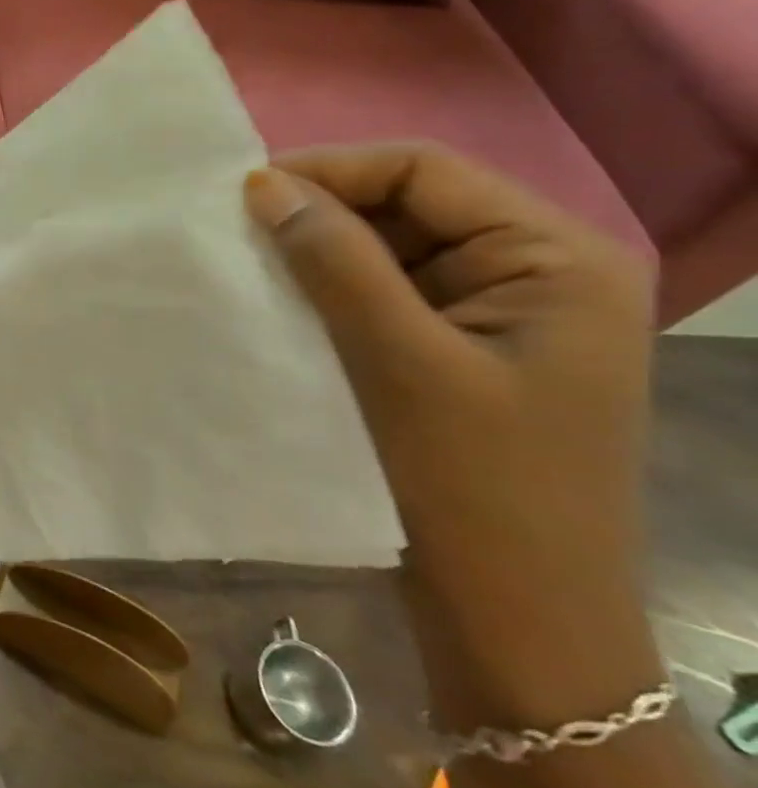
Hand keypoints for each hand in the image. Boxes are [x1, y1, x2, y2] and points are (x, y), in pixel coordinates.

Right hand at [244, 143, 662, 724]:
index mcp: (554, 257)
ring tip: (245, 263)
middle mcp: (535, 271)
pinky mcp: (460, 349)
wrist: (512, 617)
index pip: (424, 170)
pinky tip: (278, 302)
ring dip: (317, 253)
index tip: (241, 193)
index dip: (329, 169)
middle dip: (319, 212)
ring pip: (388, 249)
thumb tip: (263, 183)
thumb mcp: (396, 358)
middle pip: (407, 205)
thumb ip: (334, 258)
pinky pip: (384, 293)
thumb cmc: (470, 483)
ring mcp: (498, 313)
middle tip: (233, 229)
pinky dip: (328, 290)